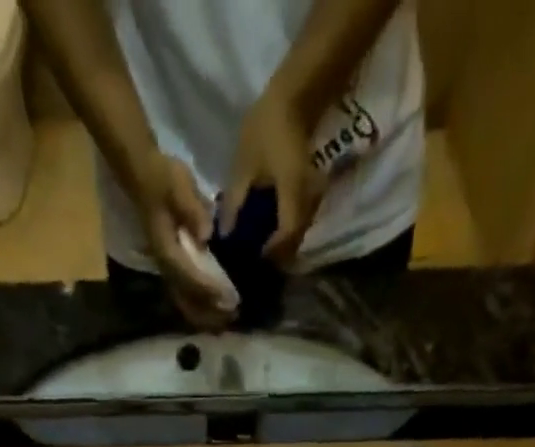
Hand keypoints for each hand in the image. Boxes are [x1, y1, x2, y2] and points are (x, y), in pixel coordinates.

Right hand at [131, 151, 234, 332]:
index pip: (190, 276)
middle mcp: (165, 265)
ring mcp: (167, 268)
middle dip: (209, 310)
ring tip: (227, 319)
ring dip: (205, 314)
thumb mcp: (178, 185)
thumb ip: (191, 209)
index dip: (210, 290)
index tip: (230, 299)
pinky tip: (214, 311)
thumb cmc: (162, 178)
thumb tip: (206, 234)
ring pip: (184, 301)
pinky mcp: (171, 267)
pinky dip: (200, 306)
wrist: (142, 175)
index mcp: (167, 249)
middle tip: (233, 315)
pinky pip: (184, 295)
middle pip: (187, 299)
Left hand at [223, 85, 326, 267]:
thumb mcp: (244, 165)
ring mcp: (311, 197)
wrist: (295, 97)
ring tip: (256, 250)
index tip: (252, 259)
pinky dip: (282, 230)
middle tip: (252, 262)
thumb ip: (234, 202)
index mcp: (292, 195)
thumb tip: (224, 235)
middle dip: (276, 256)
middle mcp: (307, 201)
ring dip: (280, 245)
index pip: (286, 236)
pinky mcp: (308, 193)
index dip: (270, 253)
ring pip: (297, 233)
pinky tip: (265, 231)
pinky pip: (296, 220)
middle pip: (294, 241)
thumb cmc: (267, 128)